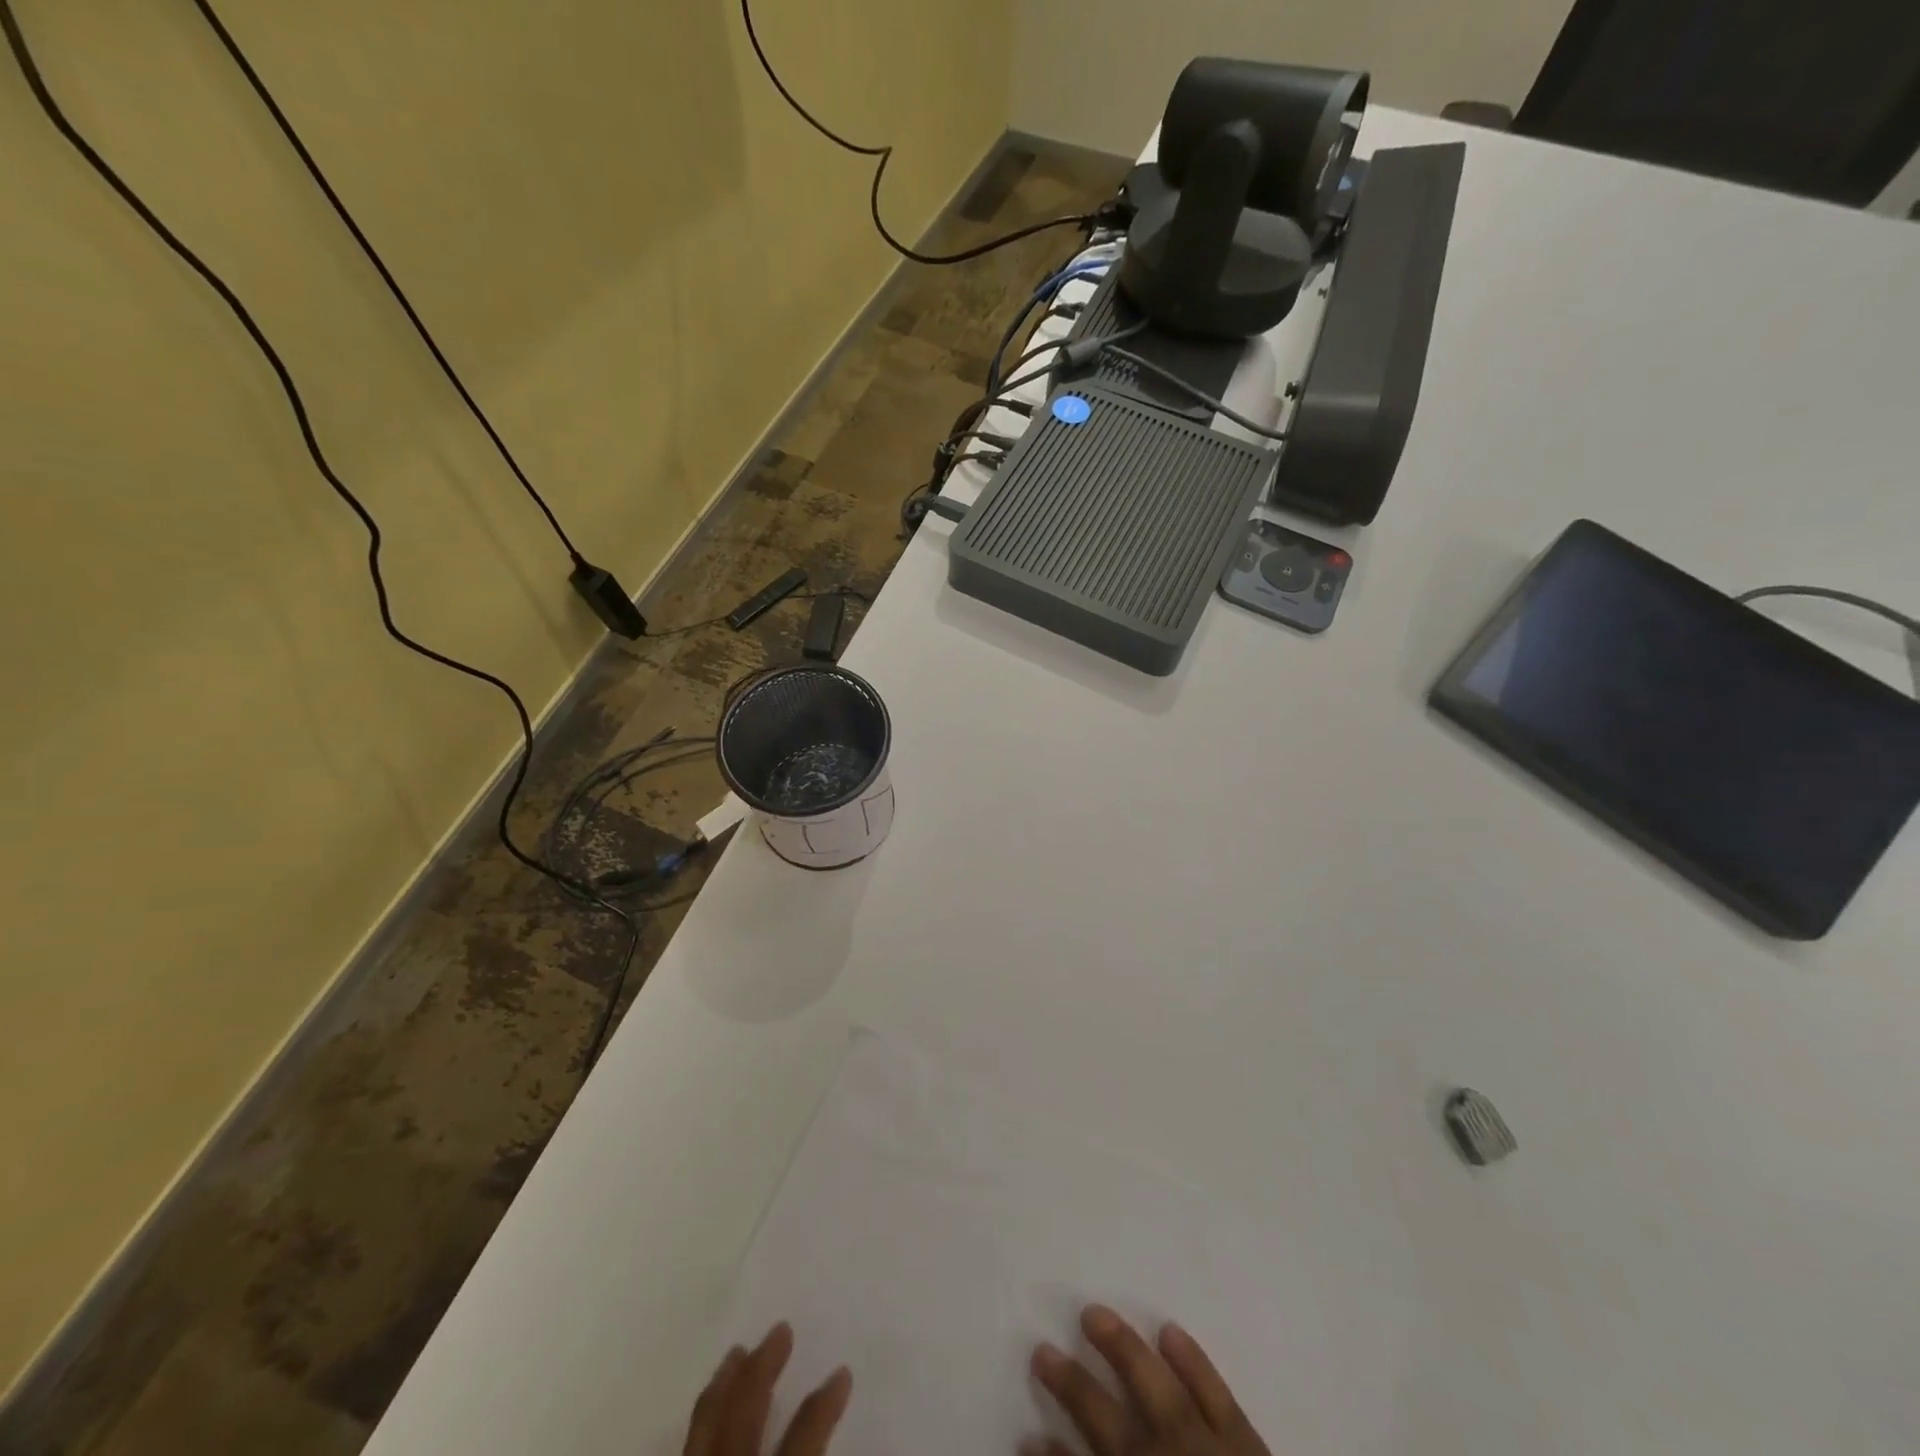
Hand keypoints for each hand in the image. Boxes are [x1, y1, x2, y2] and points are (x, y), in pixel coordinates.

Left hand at [687, 1323, 851, 1455]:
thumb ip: (810, 1447)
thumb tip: (847, 1404)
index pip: (804, 1437)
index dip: (825, 1405)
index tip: (842, 1372)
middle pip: (745, 1411)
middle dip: (763, 1367)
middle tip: (782, 1328)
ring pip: (704, 1421)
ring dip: (723, 1384)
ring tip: (737, 1352)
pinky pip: (687, 1442)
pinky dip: (703, 1415)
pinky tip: (711, 1406)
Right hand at [1026, 1305, 1269, 1455]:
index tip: (1028, 1436)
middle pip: (1105, 1419)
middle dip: (1071, 1384)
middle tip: (1040, 1350)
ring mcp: (1204, 1449)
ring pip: (1153, 1387)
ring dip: (1119, 1349)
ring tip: (1092, 1313)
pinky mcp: (1246, 1445)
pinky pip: (1216, 1395)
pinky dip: (1193, 1363)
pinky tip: (1169, 1330)